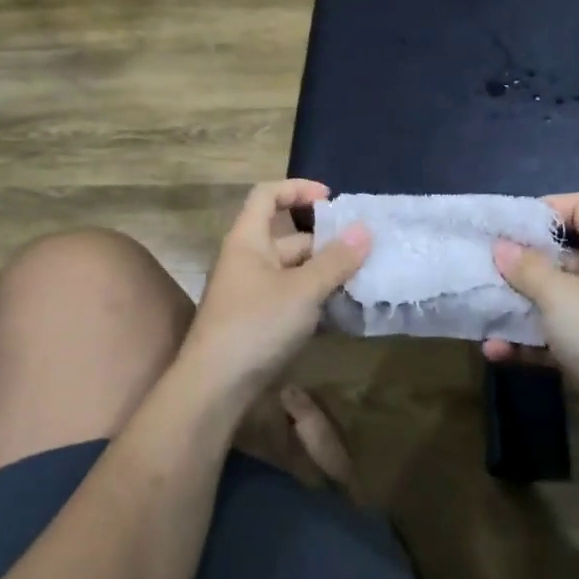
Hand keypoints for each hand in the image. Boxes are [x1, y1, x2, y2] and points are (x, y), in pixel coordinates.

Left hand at [178, 180, 370, 405]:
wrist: (213, 388)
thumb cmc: (255, 325)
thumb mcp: (302, 290)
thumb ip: (335, 260)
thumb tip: (365, 230)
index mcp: (248, 240)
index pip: (267, 195)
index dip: (298, 189)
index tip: (331, 199)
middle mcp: (246, 259)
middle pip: (287, 236)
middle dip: (324, 242)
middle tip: (362, 251)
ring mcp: (250, 292)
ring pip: (292, 270)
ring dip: (323, 272)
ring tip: (359, 280)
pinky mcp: (256, 320)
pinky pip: (289, 296)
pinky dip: (313, 298)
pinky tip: (339, 311)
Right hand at [490, 194, 578, 448]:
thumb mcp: (560, 294)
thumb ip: (527, 268)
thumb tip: (501, 247)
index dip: (548, 208)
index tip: (509, 225)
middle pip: (563, 254)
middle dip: (522, 261)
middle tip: (484, 265)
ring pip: (555, 299)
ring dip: (519, 305)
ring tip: (481, 307)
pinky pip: (556, 337)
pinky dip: (529, 342)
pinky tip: (495, 350)